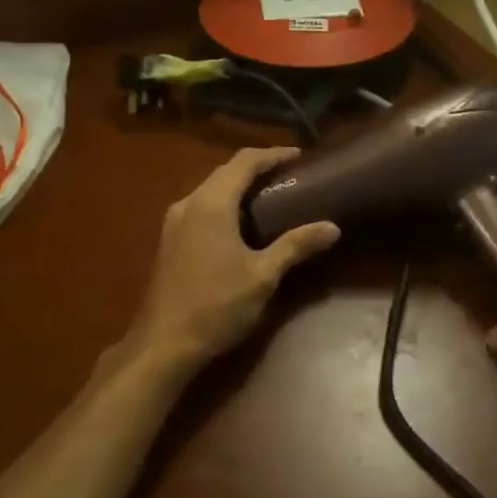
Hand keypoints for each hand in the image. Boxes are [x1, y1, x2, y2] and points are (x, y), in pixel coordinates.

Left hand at [112, 147, 341, 382]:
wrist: (164, 342)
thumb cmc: (217, 304)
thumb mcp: (263, 275)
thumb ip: (296, 245)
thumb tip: (332, 228)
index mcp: (211, 203)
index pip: (244, 162)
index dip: (272, 155)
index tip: (298, 156)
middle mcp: (188, 202)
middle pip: (224, 171)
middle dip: (255, 168)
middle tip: (286, 174)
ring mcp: (174, 221)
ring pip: (209, 188)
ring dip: (237, 185)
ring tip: (267, 194)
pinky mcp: (169, 239)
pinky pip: (200, 206)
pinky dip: (223, 202)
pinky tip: (238, 221)